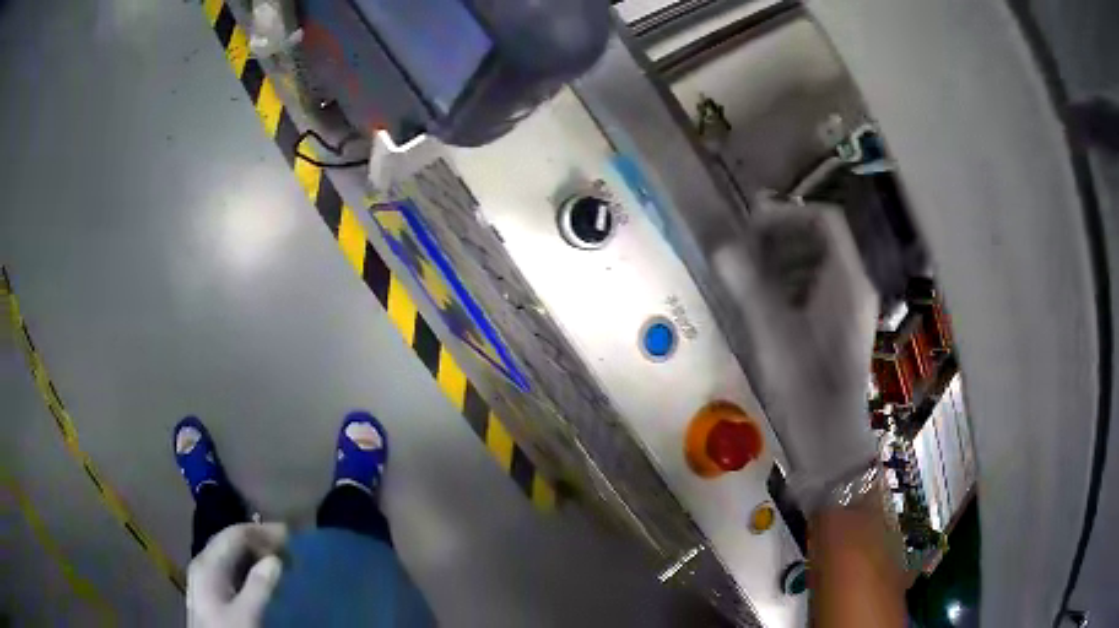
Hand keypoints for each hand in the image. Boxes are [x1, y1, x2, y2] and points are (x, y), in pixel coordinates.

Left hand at [187, 523, 287, 627]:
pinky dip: (248, 568)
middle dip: (259, 540)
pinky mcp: (210, 592)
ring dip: (254, 554)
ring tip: (280, 561)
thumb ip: (259, 587)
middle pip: (230, 541)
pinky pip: (230, 570)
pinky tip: (262, 579)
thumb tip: (275, 561)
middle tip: (289, 548)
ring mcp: (205, 578)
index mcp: (208, 564)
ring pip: (230, 556)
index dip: (262, 532)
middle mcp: (203, 564)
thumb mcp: (246, 615)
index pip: (234, 535)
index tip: (291, 536)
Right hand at [714, 199, 879, 511]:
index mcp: (848, 279)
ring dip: (786, 260)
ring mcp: (854, 309)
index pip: (825, 220)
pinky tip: (770, 303)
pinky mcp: (845, 328)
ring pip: (821, 265)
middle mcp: (857, 287)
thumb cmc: (805, 384)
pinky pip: (822, 289)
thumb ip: (746, 283)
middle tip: (745, 248)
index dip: (787, 214)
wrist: (830, 439)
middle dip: (782, 237)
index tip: (752, 224)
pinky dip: (794, 284)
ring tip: (752, 274)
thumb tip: (721, 248)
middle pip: (823, 240)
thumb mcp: (771, 331)